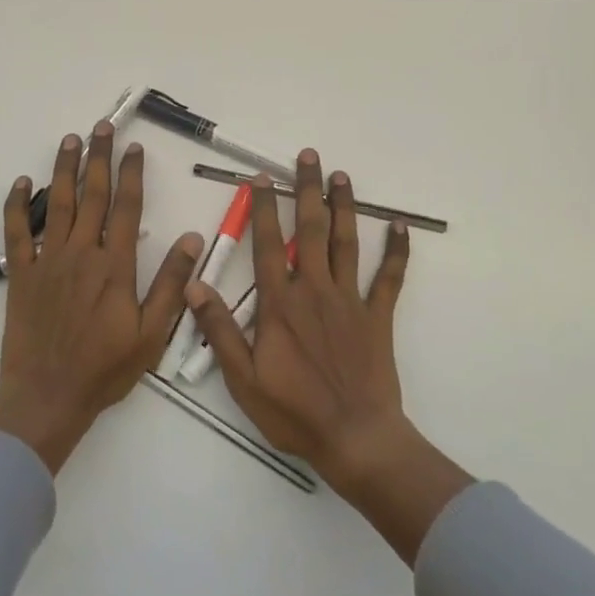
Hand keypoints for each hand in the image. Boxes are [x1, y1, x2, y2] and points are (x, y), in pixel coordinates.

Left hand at [0, 122, 203, 473]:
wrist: (47, 398)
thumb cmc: (104, 368)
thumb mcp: (152, 333)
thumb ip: (170, 283)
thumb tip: (192, 238)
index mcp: (114, 265)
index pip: (126, 207)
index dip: (131, 174)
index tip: (134, 148)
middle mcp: (81, 253)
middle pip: (92, 194)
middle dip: (98, 157)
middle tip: (101, 127)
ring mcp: (47, 260)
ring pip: (57, 203)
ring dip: (63, 169)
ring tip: (70, 140)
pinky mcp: (20, 274)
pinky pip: (16, 232)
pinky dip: (16, 205)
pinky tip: (21, 183)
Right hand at [189, 149, 470, 563]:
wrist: (354, 438)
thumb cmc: (293, 412)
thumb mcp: (242, 379)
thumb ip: (218, 329)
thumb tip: (193, 285)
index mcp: (280, 303)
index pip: (267, 244)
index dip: (263, 208)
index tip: (261, 178)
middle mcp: (315, 290)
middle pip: (310, 230)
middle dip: (307, 190)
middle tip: (308, 156)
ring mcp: (350, 300)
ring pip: (346, 243)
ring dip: (345, 207)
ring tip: (343, 175)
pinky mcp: (377, 317)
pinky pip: (388, 278)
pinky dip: (396, 252)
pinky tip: (401, 227)